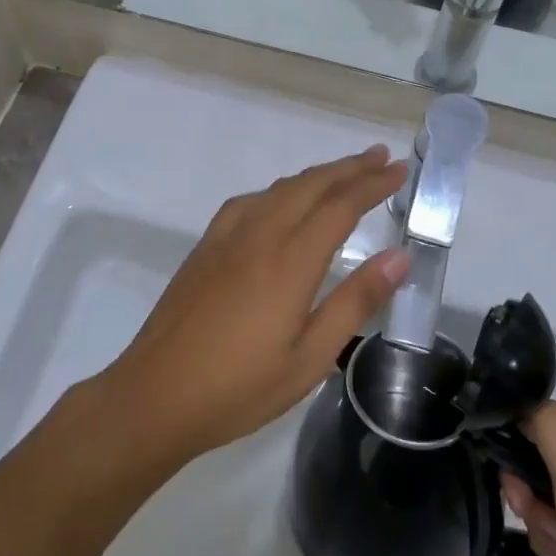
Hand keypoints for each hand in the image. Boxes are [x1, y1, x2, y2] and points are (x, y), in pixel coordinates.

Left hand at [101, 147, 409, 462]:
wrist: (154, 397)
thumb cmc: (239, 388)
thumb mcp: (311, 358)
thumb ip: (355, 302)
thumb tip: (398, 257)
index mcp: (289, 262)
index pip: (341, 206)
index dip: (373, 185)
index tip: (401, 171)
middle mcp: (259, 237)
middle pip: (310, 186)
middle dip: (349, 168)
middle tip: (382, 158)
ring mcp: (226, 239)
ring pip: (278, 189)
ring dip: (315, 175)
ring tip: (342, 173)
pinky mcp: (204, 248)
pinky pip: (248, 202)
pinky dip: (278, 190)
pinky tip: (280, 202)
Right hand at [502, 404, 555, 555]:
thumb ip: (548, 424)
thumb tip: (523, 411)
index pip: (533, 424)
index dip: (519, 458)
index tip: (524, 492)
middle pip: (535, 461)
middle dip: (532, 499)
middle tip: (545, 522)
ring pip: (541, 492)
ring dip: (542, 521)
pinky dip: (554, 536)